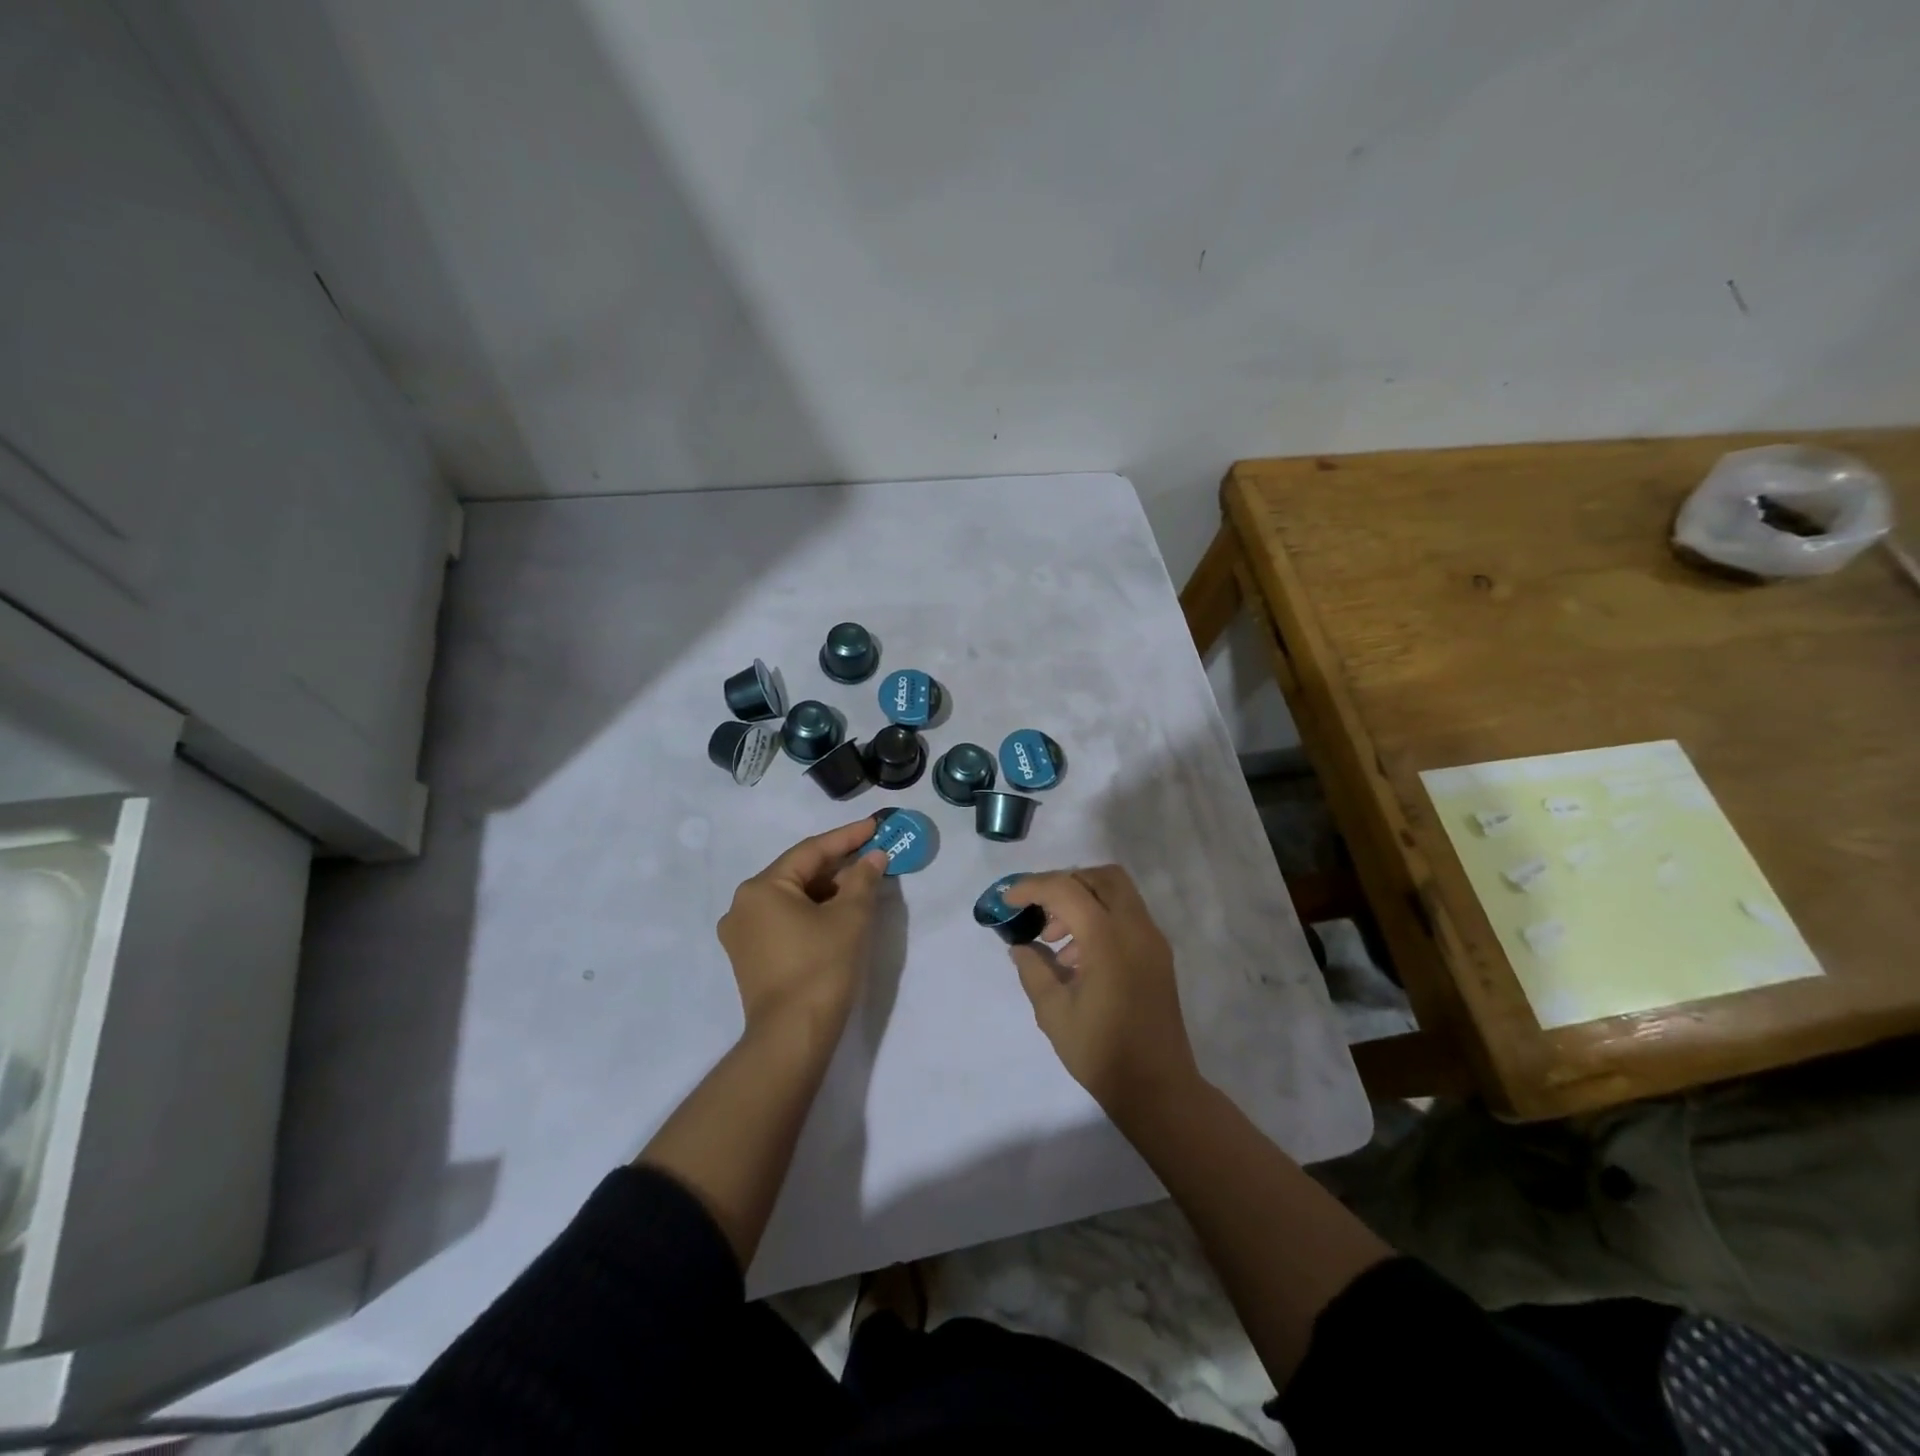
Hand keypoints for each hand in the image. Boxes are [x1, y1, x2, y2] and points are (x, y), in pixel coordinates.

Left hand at [718, 819, 887, 1041]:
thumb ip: (863, 879)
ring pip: (791, 898)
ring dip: (827, 890)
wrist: (792, 1037)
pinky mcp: (749, 957)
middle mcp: (742, 905)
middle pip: (798, 874)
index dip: (847, 837)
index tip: (874, 826)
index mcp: (761, 888)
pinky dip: (811, 912)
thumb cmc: (821, 967)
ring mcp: (741, 934)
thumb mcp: (851, 917)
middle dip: (837, 866)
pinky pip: (783, 920)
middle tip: (872, 856)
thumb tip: (873, 857)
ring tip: (861, 886)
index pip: (811, 852)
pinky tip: (838, 914)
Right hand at [1003, 866, 1201, 1115]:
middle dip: (1065, 883)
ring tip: (1054, 941)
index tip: (1008, 901)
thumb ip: (1033, 969)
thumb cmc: (1101, 1052)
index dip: (1032, 887)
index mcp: (1108, 939)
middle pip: (1101, 877)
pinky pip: (1126, 917)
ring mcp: (1152, 940)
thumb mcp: (1053, 1012)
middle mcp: (1135, 928)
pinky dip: (1100, 919)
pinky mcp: (1158, 955)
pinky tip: (1077, 958)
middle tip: (1039, 910)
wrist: (1158, 1088)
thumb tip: (1021, 945)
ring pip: (1117, 893)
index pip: (1066, 889)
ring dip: (1083, 901)